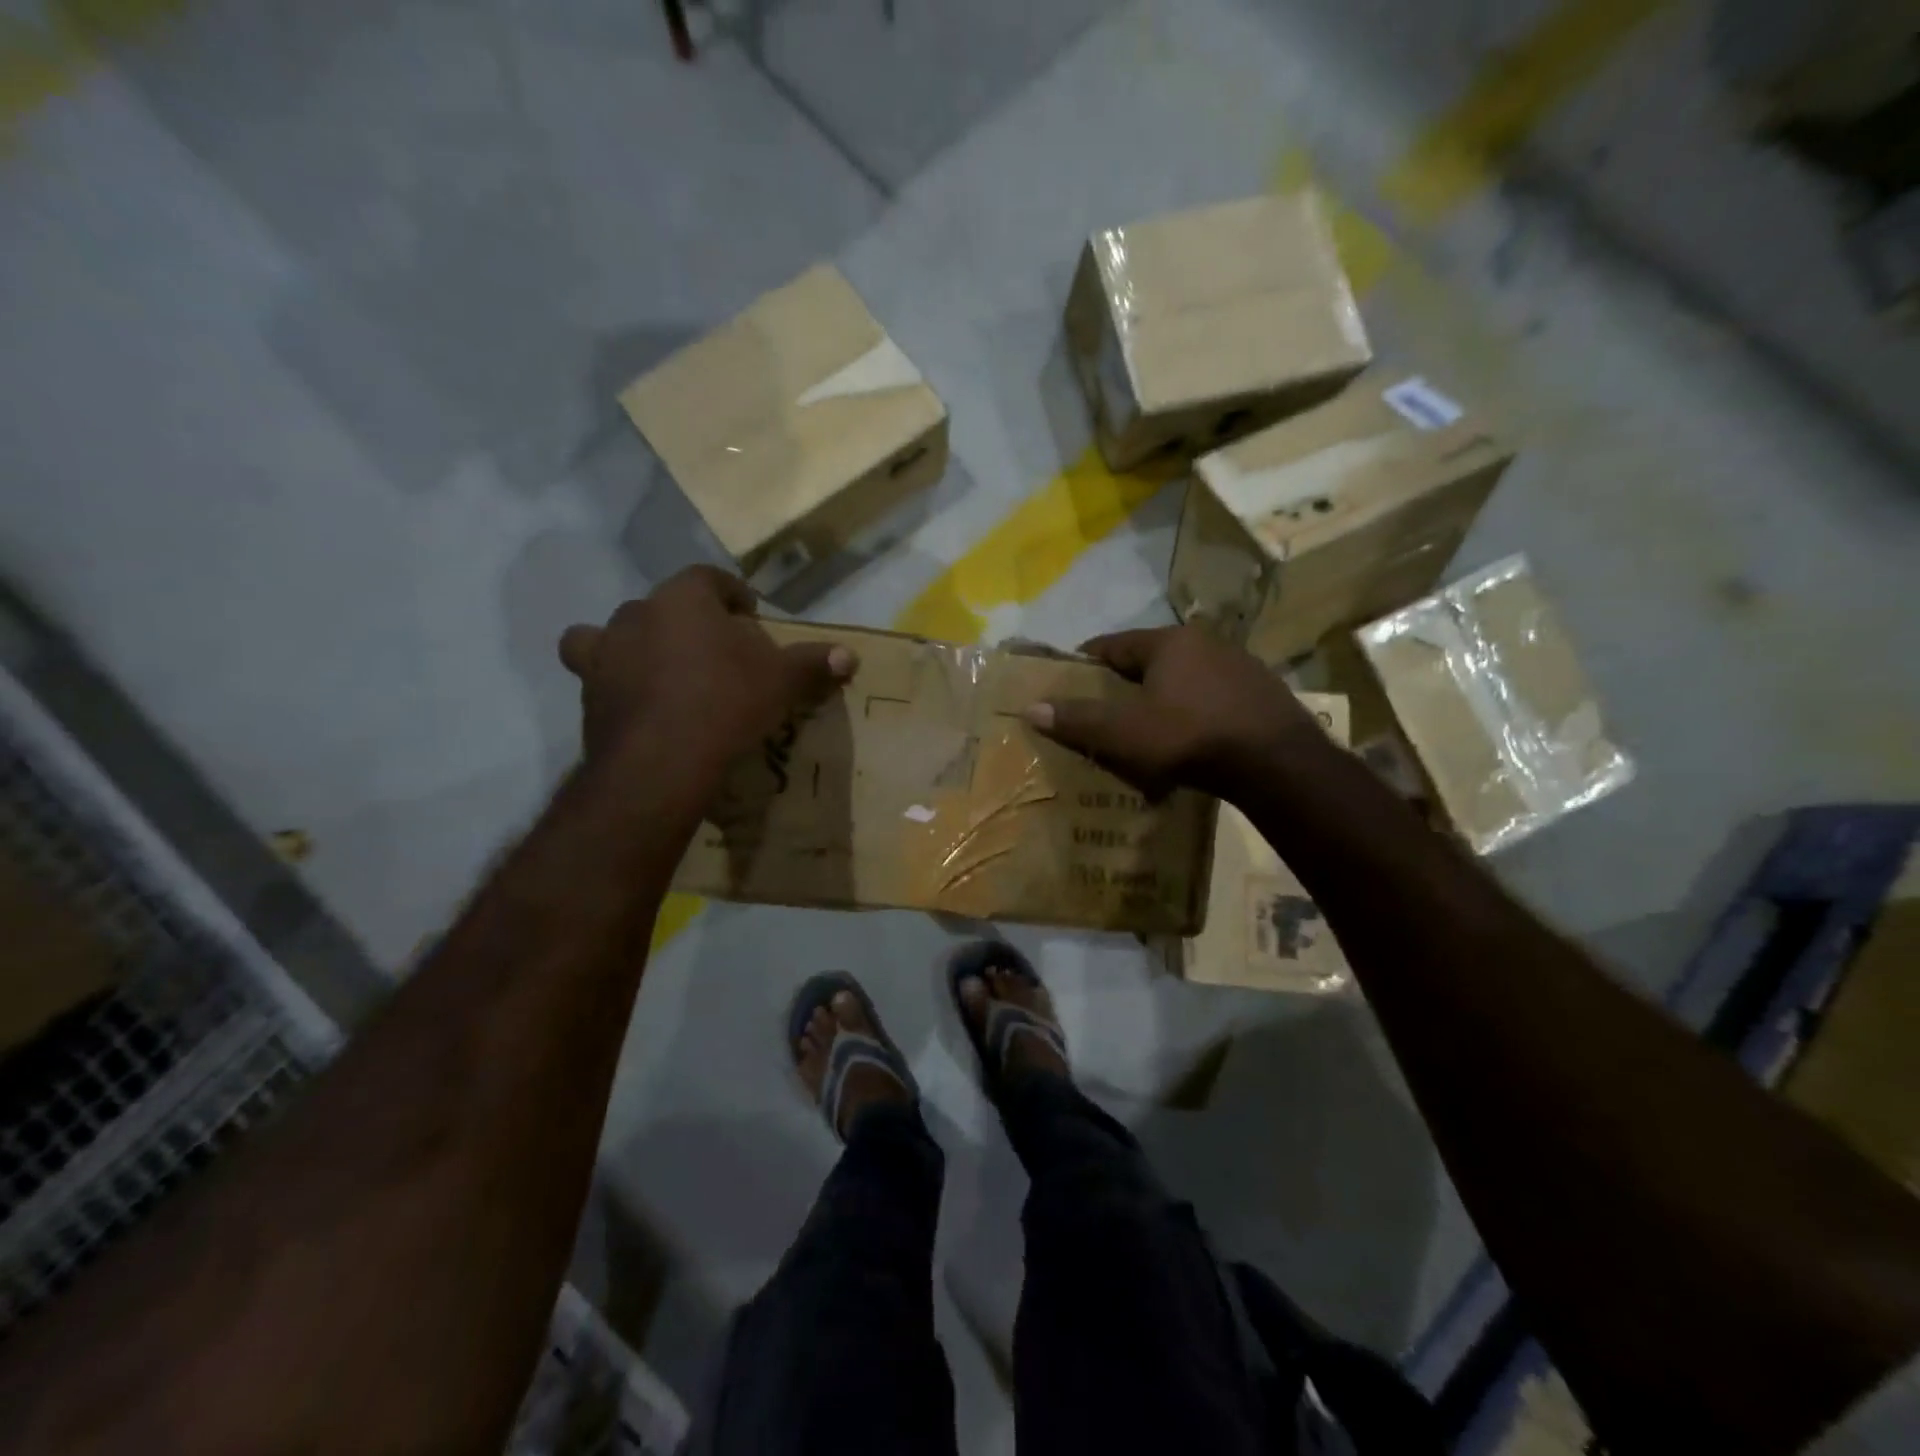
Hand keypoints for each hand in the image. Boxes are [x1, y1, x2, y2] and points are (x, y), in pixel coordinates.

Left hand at [558, 566, 855, 780]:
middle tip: (715, 651)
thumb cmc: (726, 703)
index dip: (732, 593)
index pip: (709, 578)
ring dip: (638, 644)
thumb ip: (813, 663)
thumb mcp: (782, 682)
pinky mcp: (587, 692)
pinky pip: (598, 674)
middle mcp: (637, 614)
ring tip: (663, 671)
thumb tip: (850, 656)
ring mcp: (605, 652)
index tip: (749, 614)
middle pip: (666, 605)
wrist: (660, 762)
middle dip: (689, 621)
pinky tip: (639, 705)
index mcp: (684, 598)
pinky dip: (615, 683)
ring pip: (616, 633)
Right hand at [1023, 625, 1325, 798]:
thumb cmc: (1190, 738)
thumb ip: (1079, 719)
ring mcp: (1240, 666)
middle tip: (1105, 711)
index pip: (1113, 644)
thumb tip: (1031, 707)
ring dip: (1162, 698)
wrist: (1278, 764)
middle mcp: (1205, 643)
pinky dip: (1193, 712)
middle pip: (1150, 660)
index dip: (1086, 662)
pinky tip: (1190, 739)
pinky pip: (1212, 697)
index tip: (1068, 680)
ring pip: (1184, 678)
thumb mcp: (1125, 733)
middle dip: (1125, 683)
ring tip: (1146, 729)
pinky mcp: (1262, 693)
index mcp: (1169, 642)